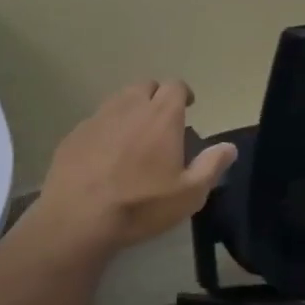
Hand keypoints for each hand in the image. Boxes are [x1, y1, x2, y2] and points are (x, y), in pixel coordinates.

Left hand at [32, 80, 236, 250]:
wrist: (77, 218)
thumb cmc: (140, 205)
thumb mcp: (188, 194)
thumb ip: (211, 166)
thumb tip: (229, 147)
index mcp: (162, 116)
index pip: (175, 86)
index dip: (183, 94)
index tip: (188, 107)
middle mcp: (130, 107)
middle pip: (146, 86)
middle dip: (156, 96)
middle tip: (161, 121)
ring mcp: (98, 117)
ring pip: (119, 99)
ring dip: (130, 109)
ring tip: (134, 135)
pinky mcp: (74, 133)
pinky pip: (96, 120)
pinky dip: (106, 128)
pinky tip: (105, 154)